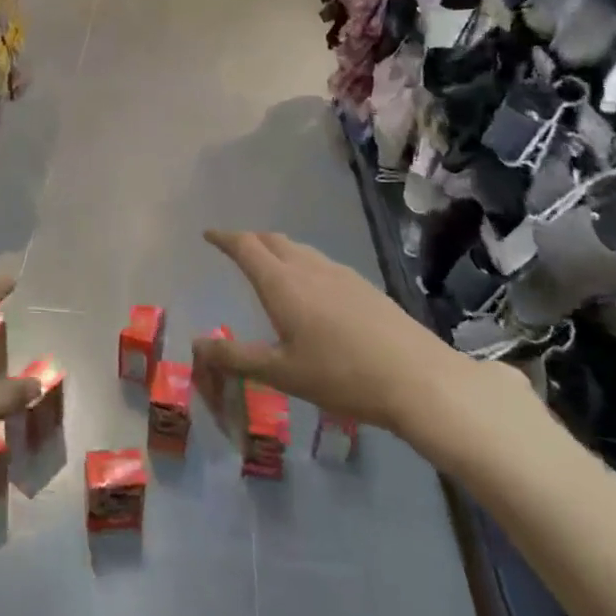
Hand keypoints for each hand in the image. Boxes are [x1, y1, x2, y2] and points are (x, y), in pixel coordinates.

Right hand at [193, 230, 530, 471]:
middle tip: (234, 249)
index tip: (208, 235)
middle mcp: (309, 269)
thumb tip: (197, 344)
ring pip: (300, 250)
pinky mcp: (364, 287)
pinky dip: (301, 263)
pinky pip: (321, 262)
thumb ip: (236, 358)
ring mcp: (341, 275)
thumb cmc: (341, 375)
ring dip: (277, 250)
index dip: (224, 238)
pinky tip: (311, 289)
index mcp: (283, 284)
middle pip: (273, 240)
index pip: (246, 247)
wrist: (419, 379)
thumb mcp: (281, 373)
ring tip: (269, 265)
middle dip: (250, 240)